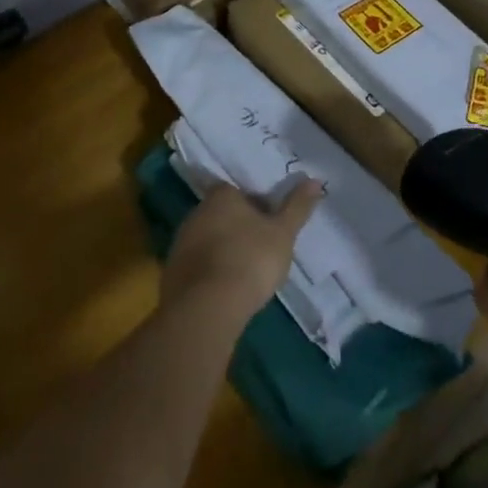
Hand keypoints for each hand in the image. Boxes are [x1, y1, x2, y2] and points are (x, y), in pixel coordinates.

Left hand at [162, 179, 323, 328]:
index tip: (270, 224)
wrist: (206, 307)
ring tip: (245, 274)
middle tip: (260, 249)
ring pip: (208, 240)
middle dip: (238, 228)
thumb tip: (316, 180)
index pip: (238, 191)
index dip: (255, 206)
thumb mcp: (283, 233)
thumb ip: (297, 207)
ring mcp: (181, 242)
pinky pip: (196, 266)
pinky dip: (210, 273)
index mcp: (221, 196)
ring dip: (223, 251)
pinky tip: (225, 291)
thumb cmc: (250, 260)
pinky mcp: (172, 273)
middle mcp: (196, 212)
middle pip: (221, 214)